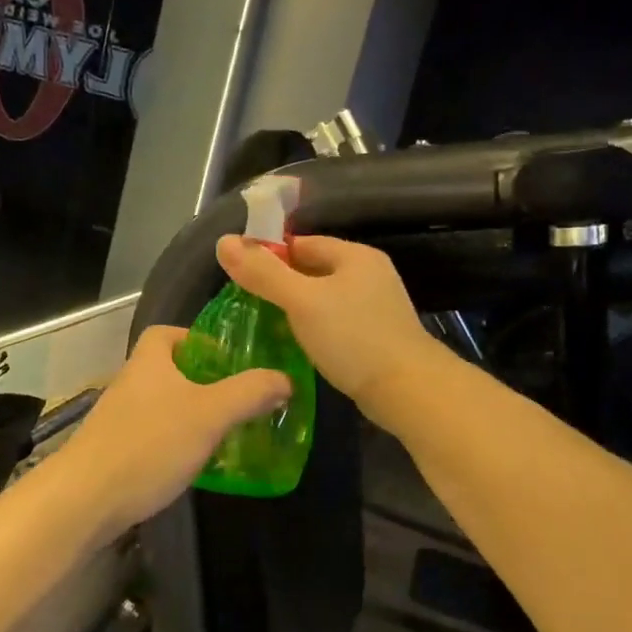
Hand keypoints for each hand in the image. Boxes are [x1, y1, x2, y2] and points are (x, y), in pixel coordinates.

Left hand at [59, 326, 290, 528]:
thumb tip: (285, 378)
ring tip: (225, 431)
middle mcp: (130, 384)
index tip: (226, 358)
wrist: (84, 500)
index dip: (196, 339)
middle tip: (237, 398)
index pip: (167, 333)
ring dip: (190, 414)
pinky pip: (152, 436)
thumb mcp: (210, 414)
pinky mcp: (114, 452)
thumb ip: (249, 393)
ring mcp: (118, 420)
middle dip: (202, 381)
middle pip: (168, 370)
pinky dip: (175, 443)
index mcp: (149, 362)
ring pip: (162, 406)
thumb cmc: (149, 444)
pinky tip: (195, 463)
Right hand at [216, 234, 449, 423]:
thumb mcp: (301, 301)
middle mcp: (370, 275)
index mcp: (356, 256)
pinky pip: (337, 323)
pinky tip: (298, 345)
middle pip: (314, 270)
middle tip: (248, 303)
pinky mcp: (377, 336)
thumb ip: (263, 273)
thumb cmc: (352, 337)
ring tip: (267, 325)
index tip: (242, 275)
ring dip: (298, 309)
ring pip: (325, 299)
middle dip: (282, 284)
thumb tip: (224, 241)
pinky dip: (316, 329)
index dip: (271, 255)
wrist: (407, 389)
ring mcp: (377, 307)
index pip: (303, 243)